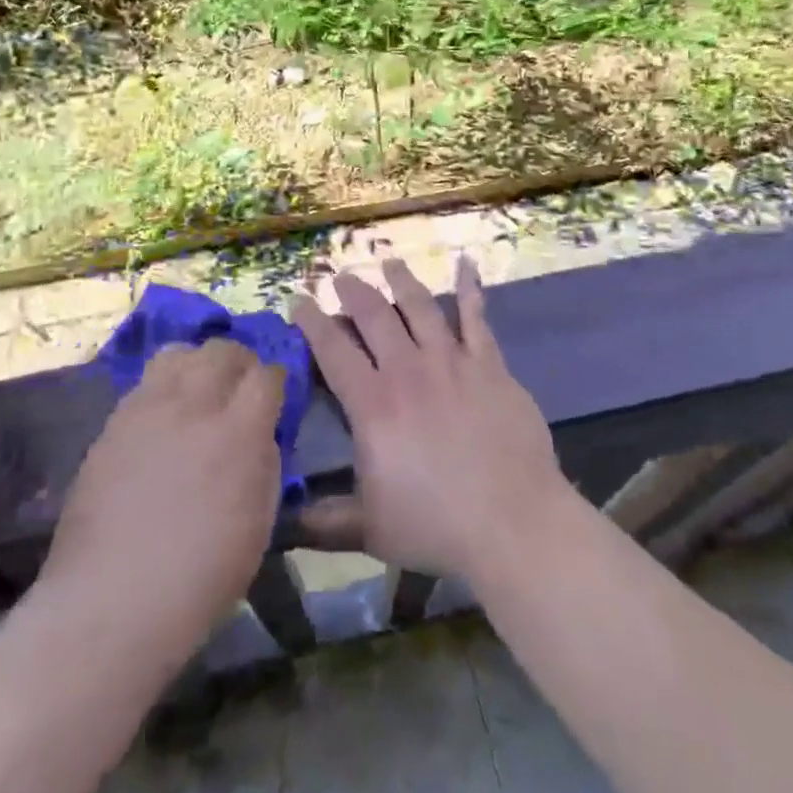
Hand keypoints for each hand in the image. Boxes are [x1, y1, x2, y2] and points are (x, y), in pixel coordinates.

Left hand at [37, 341, 283, 659]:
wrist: (111, 602)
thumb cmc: (200, 578)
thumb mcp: (259, 524)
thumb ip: (265, 463)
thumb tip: (261, 434)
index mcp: (240, 432)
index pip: (267, 374)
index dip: (274, 380)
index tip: (273, 396)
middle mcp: (195, 405)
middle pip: (222, 350)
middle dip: (238, 362)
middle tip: (238, 386)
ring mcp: (148, 409)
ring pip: (178, 353)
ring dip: (196, 364)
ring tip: (197, 389)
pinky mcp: (114, 422)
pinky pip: (144, 383)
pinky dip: (162, 387)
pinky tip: (162, 416)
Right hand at [291, 256, 569, 581]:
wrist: (513, 522)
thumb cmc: (436, 526)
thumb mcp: (368, 530)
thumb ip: (322, 522)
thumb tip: (280, 522)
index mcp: (373, 404)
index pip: (333, 350)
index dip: (312, 322)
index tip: (299, 300)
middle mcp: (408, 370)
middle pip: (374, 316)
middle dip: (353, 291)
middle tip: (341, 277)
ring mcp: (451, 362)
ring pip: (420, 307)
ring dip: (401, 281)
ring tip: (389, 263)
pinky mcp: (489, 365)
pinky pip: (477, 318)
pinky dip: (471, 288)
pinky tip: (467, 263)